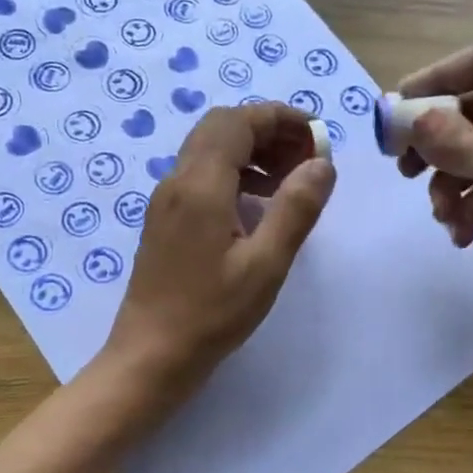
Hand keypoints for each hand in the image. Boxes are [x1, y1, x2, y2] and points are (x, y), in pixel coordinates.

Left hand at [103, 103, 335, 389]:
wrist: (150, 355)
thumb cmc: (211, 314)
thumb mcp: (265, 265)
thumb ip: (296, 209)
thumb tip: (322, 163)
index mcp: (200, 185)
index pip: (238, 122)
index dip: (280, 118)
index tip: (317, 136)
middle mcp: (177, 181)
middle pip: (221, 128)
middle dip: (267, 131)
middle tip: (306, 157)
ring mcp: (166, 200)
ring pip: (209, 150)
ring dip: (251, 151)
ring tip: (290, 180)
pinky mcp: (164, 220)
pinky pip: (200, 176)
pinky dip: (234, 173)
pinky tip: (258, 205)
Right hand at [397, 43, 472, 325]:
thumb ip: (452, 139)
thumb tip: (411, 119)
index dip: (438, 78)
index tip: (398, 108)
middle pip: (472, 113)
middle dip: (435, 142)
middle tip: (404, 169)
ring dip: (448, 185)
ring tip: (444, 215)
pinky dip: (468, 210)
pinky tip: (463, 236)